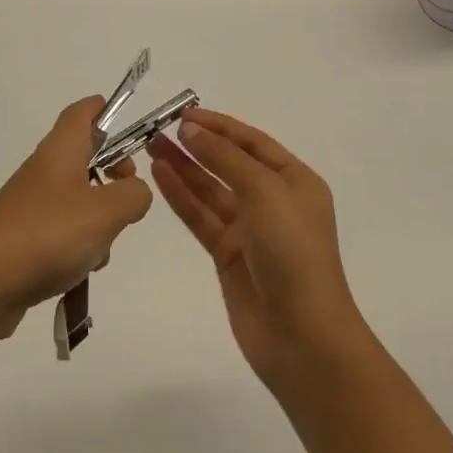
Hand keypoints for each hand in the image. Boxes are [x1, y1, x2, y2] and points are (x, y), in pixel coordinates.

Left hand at [0, 96, 152, 342]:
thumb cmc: (47, 233)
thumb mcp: (106, 211)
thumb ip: (133, 194)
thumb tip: (135, 190)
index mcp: (61, 150)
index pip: (81, 113)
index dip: (103, 109)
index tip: (127, 120)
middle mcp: (44, 170)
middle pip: (84, 157)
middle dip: (113, 173)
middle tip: (129, 191)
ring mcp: (32, 205)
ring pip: (78, 200)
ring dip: (99, 220)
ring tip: (101, 246)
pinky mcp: (25, 239)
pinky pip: (63, 233)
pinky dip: (79, 248)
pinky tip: (80, 272)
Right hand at [149, 109, 368, 393]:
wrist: (303, 337)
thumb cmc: (293, 253)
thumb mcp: (264, 192)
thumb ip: (225, 157)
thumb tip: (190, 129)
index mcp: (295, 181)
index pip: (252, 142)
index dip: (218, 126)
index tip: (182, 114)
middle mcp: (273, 201)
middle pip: (229, 163)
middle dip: (196, 145)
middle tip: (157, 128)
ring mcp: (249, 230)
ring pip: (210, 190)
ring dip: (183, 167)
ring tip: (150, 145)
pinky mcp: (228, 255)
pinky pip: (201, 216)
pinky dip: (181, 196)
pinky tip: (159, 176)